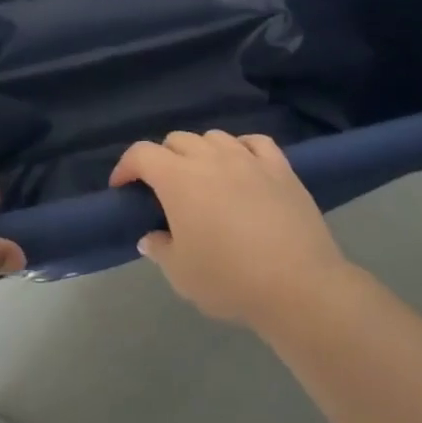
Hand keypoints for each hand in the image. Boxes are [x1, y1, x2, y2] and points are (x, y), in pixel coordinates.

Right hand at [111, 130, 347, 329]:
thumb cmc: (229, 279)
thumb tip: (151, 237)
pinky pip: (255, 142)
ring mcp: (248, 159)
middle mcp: (210, 158)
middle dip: (163, 158)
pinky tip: (243, 164)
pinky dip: (242, 148)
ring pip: (215, 137)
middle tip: (164, 188)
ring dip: (201, 151)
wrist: (298, 285)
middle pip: (178, 140)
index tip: (123, 186)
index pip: (142, 154)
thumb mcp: (181, 274)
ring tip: (204, 177)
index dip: (126, 166)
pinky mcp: (281, 168)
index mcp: (178, 179)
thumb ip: (160, 249)